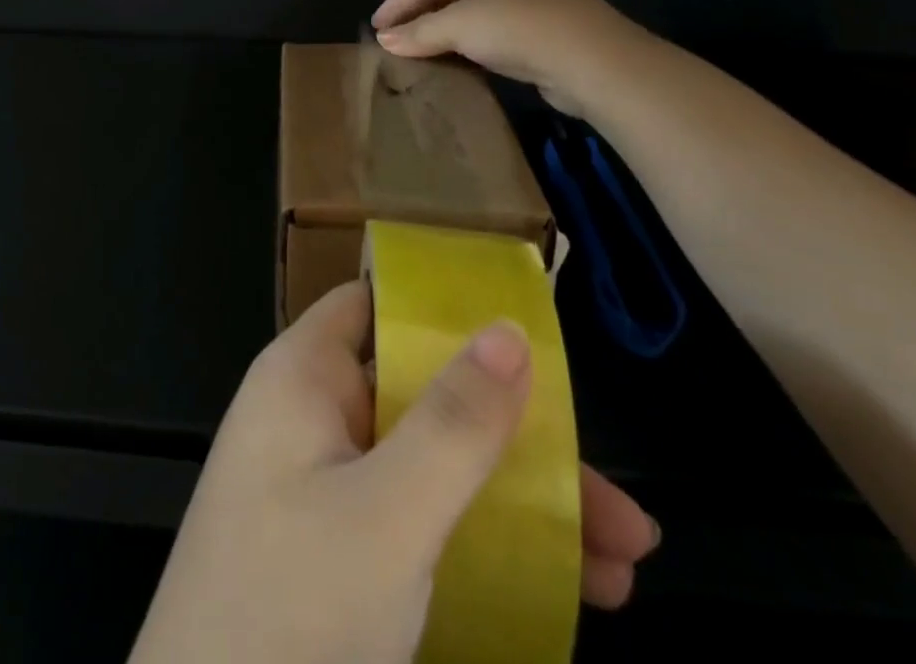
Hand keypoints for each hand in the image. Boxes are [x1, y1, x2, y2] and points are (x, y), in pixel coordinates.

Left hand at [127, 283, 658, 663]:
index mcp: (304, 377)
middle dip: (517, 440)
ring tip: (623, 565)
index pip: (376, 306)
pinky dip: (486, 549)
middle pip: (424, 397)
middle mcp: (313, 420)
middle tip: (616, 500)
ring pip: (433, 469)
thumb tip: (509, 329)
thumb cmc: (291, 610)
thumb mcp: (387, 515)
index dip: (444, 310)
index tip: (529, 333)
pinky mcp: (338, 558)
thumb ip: (453, 423)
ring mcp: (324, 491)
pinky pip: (420, 527)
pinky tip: (565, 594)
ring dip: (521, 507)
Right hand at [371, 0, 640, 115]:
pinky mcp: (547, 19)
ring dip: (445, 30)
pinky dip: (471, 39)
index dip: (400, 1)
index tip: (375, 25)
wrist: (596, 62)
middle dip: (422, 15)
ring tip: (415, 49)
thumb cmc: (520, 27)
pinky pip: (495, 25)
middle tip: (392, 38)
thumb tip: (383, 39)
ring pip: (474, 8)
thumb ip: (417, 31)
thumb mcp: (459, 27)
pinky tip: (452, 57)